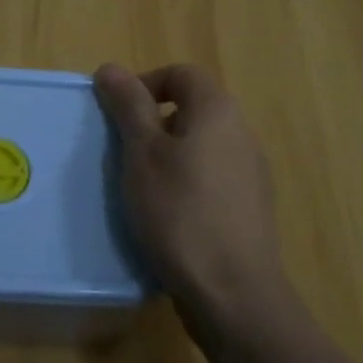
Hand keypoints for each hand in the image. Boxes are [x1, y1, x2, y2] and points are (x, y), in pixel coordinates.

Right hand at [93, 62, 293, 323]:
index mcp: (217, 110)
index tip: (119, 115)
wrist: (234, 294)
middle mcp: (242, 132)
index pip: (182, 73)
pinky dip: (187, 182)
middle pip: (193, 107)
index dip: (146, 83)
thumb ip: (128, 106)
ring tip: (141, 186)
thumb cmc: (180, 211)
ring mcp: (251, 172)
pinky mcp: (250, 207)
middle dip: (153, 121)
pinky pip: (212, 176)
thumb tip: (111, 68)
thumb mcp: (141, 153)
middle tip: (124, 151)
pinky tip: (169, 215)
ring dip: (169, 153)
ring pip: (201, 144)